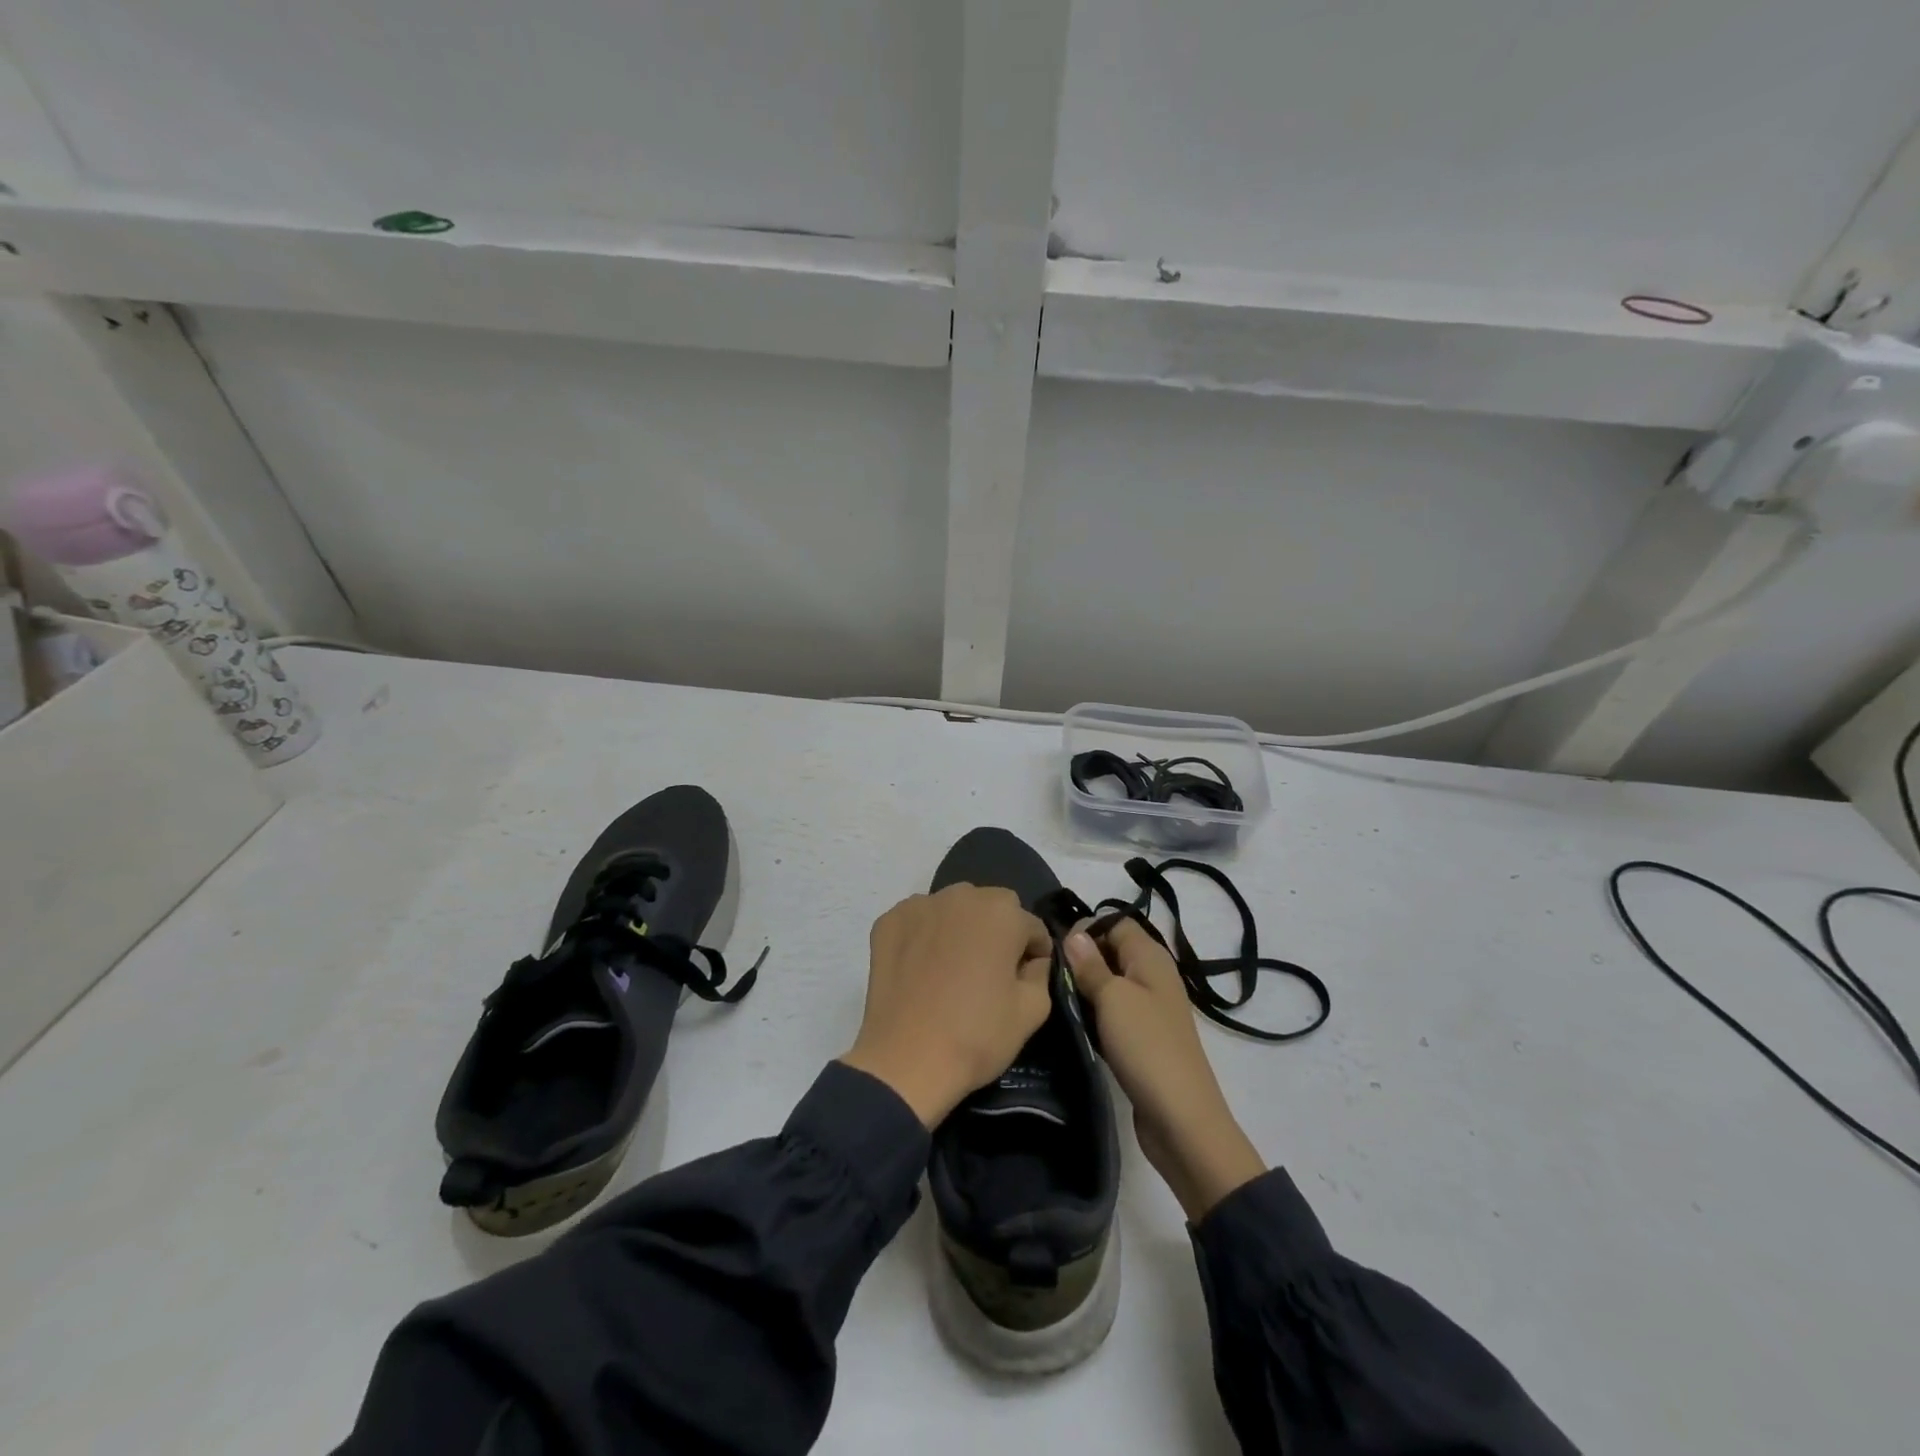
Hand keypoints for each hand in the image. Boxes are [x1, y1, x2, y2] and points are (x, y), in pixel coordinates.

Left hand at [840, 885, 1053, 1126]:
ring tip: (953, 967)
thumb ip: (1041, 972)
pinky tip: (922, 967)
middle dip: (998, 931)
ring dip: (961, 927)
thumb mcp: (1032, 1010)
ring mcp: (920, 905)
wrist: (906, 1061)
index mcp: (1002, 913)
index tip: (1026, 978)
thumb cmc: (976, 1035)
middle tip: (990, 970)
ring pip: (954, 907)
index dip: (1034, 954)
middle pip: (992, 906)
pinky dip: (925, 934)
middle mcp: (961, 896)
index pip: (1031, 926)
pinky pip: (919, 919)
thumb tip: (1032, 961)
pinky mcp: (889, 921)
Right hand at [1062, 918, 1265, 1220]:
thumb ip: (1091, 964)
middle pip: (1111, 950)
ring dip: (1085, 988)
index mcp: (1151, 957)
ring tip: (1055, 997)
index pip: (1115, 922)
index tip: (1056, 949)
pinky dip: (1094, 1013)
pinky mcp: (1142, 1036)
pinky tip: (1074, 1022)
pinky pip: (1112, 1011)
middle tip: (1049, 974)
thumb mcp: (1113, 998)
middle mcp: (1152, 975)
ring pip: (1109, 982)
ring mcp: (1148, 1007)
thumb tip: (1074, 933)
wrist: (1181, 1118)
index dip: (1086, 929)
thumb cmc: (1146, 1046)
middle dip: (1081, 958)